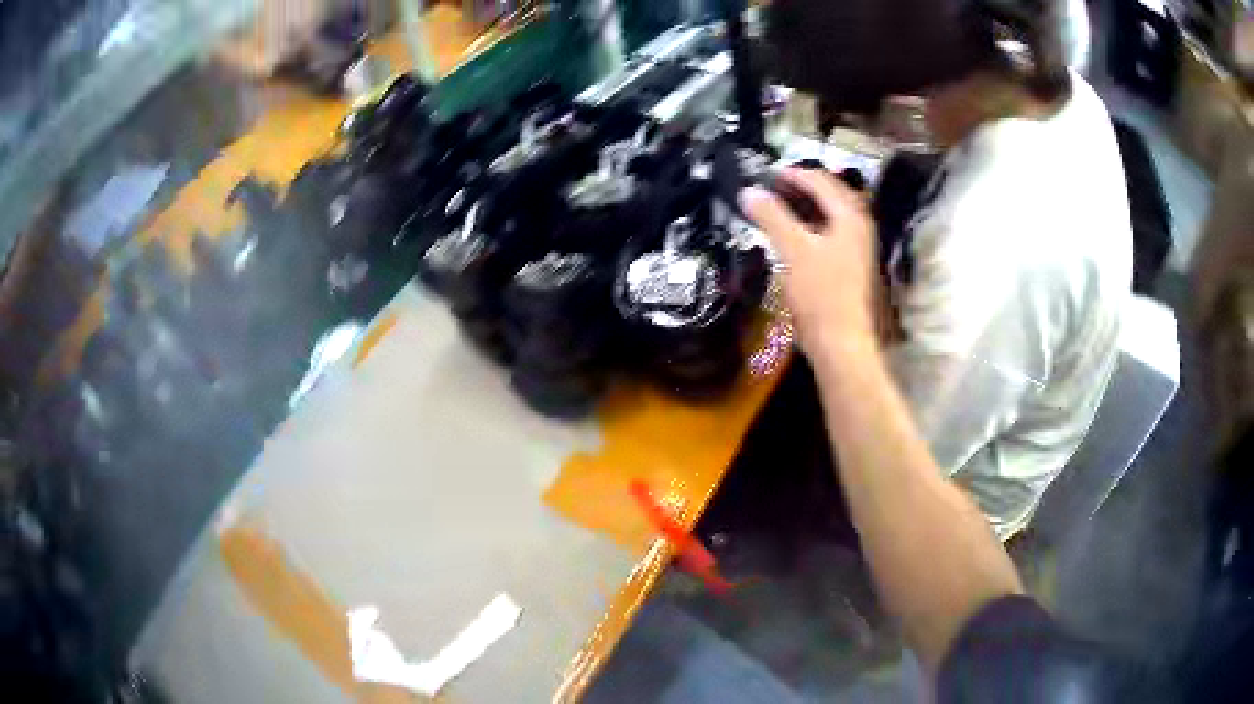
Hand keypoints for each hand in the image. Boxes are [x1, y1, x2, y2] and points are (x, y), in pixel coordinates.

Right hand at [739, 168, 878, 354]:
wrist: (841, 342)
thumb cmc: (820, 294)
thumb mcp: (793, 250)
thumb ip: (772, 217)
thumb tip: (749, 190)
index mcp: (850, 216)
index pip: (821, 181)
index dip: (793, 173)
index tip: (765, 174)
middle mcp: (859, 226)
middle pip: (831, 194)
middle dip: (802, 186)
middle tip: (773, 186)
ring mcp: (858, 247)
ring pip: (832, 214)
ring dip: (808, 205)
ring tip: (780, 206)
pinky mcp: (852, 266)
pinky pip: (832, 232)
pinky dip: (813, 225)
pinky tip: (795, 235)